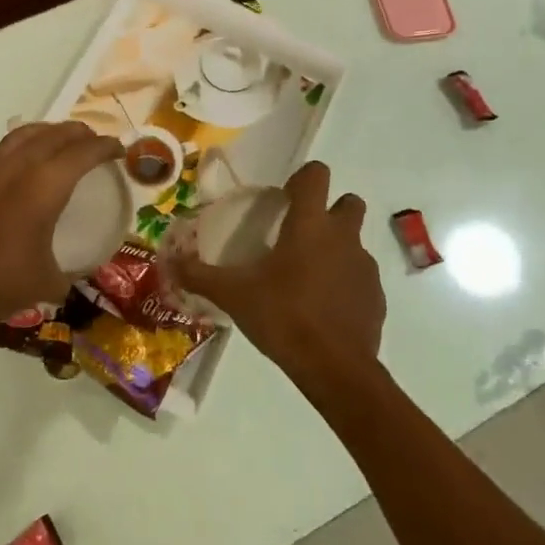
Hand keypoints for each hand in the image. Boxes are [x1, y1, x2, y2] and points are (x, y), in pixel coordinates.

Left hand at [0, 121, 123, 329]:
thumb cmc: (1, 284)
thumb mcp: (48, 282)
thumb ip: (68, 272)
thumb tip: (76, 272)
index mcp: (42, 189)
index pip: (82, 154)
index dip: (104, 147)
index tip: (119, 150)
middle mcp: (16, 171)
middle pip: (53, 136)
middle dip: (78, 133)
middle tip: (94, 141)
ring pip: (21, 137)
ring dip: (46, 132)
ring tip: (59, 139)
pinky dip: (18, 156)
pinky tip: (20, 176)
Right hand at [172, 161, 384, 394]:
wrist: (336, 369)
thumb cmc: (284, 318)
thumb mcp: (234, 295)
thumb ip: (199, 275)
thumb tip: (169, 262)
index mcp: (310, 225)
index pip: (317, 174)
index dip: (303, 178)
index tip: (285, 198)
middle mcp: (343, 236)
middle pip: (349, 202)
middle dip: (331, 209)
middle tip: (302, 233)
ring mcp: (364, 267)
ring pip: (355, 242)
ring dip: (337, 249)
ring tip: (307, 276)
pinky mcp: (376, 297)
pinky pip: (360, 278)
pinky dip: (345, 283)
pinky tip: (323, 308)